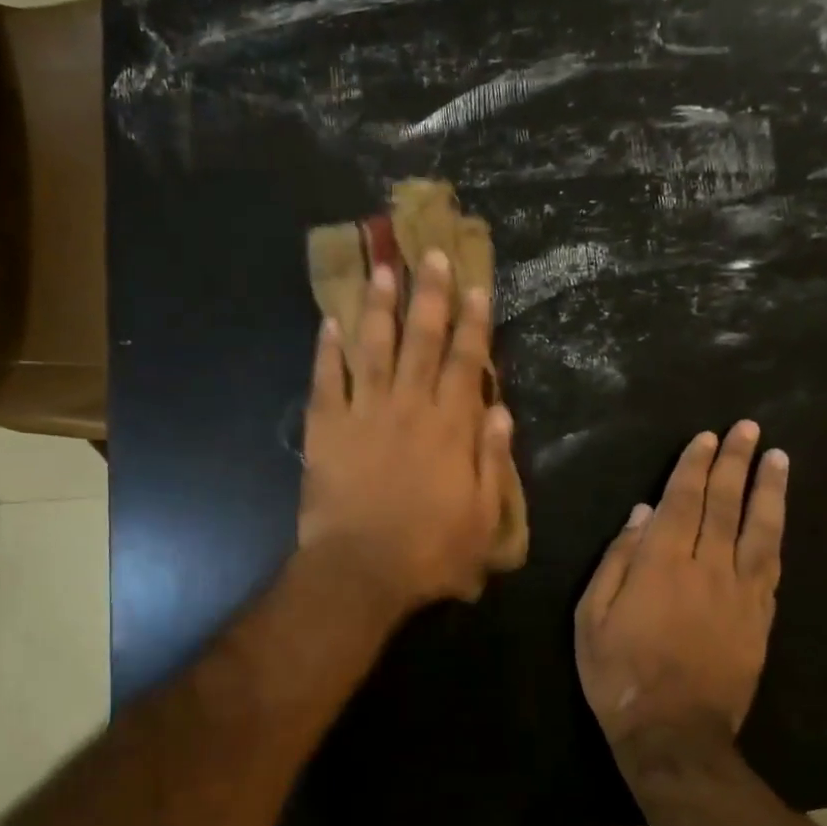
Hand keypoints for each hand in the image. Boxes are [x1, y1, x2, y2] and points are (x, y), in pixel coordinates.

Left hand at [299, 249, 515, 618]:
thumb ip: (493, 461)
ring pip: (373, 348)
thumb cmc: (430, 552)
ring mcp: (364, 414)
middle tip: (430, 254)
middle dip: (429, 295)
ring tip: (381, 269)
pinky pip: (326, 380)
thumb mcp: (484, 518)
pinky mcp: (325, 429)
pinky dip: (327, 350)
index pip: (467, 363)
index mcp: (451, 427)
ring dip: (378, 307)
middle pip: (421, 341)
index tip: (475, 286)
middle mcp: (409, 407)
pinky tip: (328, 322)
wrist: (361, 571)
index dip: (473, 323)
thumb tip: (500, 411)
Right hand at [574, 422, 788, 750]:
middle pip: (724, 505)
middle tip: (748, 429)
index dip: (694, 466)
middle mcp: (707, 568)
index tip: (708, 437)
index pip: (682, 501)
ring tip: (778, 459)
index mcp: (662, 564)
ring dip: (768, 490)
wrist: (674, 734)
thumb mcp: (593, 616)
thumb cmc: (619, 673)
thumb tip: (642, 514)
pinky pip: (772, 567)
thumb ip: (618, 560)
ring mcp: (740, 593)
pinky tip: (778, 517)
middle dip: (735, 462)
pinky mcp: (760, 619)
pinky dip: (776, 535)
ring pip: (759, 530)